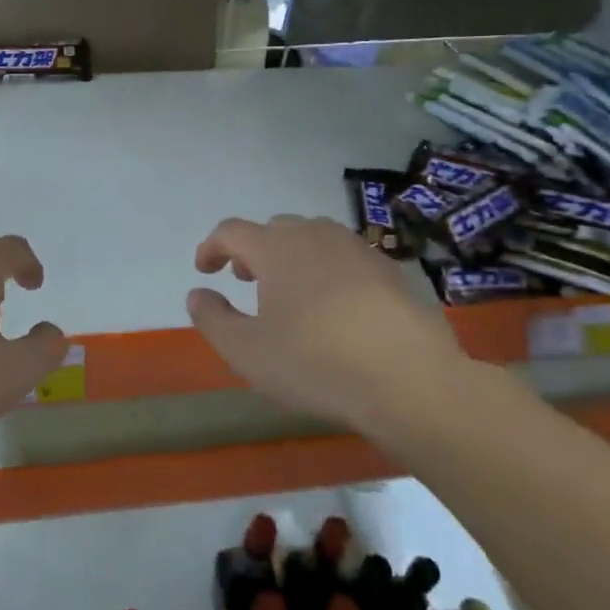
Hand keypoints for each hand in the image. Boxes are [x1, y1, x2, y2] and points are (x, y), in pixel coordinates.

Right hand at [186, 215, 469, 433]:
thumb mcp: (246, 352)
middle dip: (253, 250)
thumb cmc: (316, 363)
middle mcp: (316, 235)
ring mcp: (358, 249)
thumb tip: (198, 294)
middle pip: (274, 228)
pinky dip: (328, 270)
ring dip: (292, 256)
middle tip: (245, 280)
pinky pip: (346, 258)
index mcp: (276, 248)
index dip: (212, 247)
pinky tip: (335, 306)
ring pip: (313, 238)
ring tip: (289, 291)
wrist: (410, 380)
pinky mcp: (391, 270)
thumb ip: (213, 319)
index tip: (204, 270)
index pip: (231, 230)